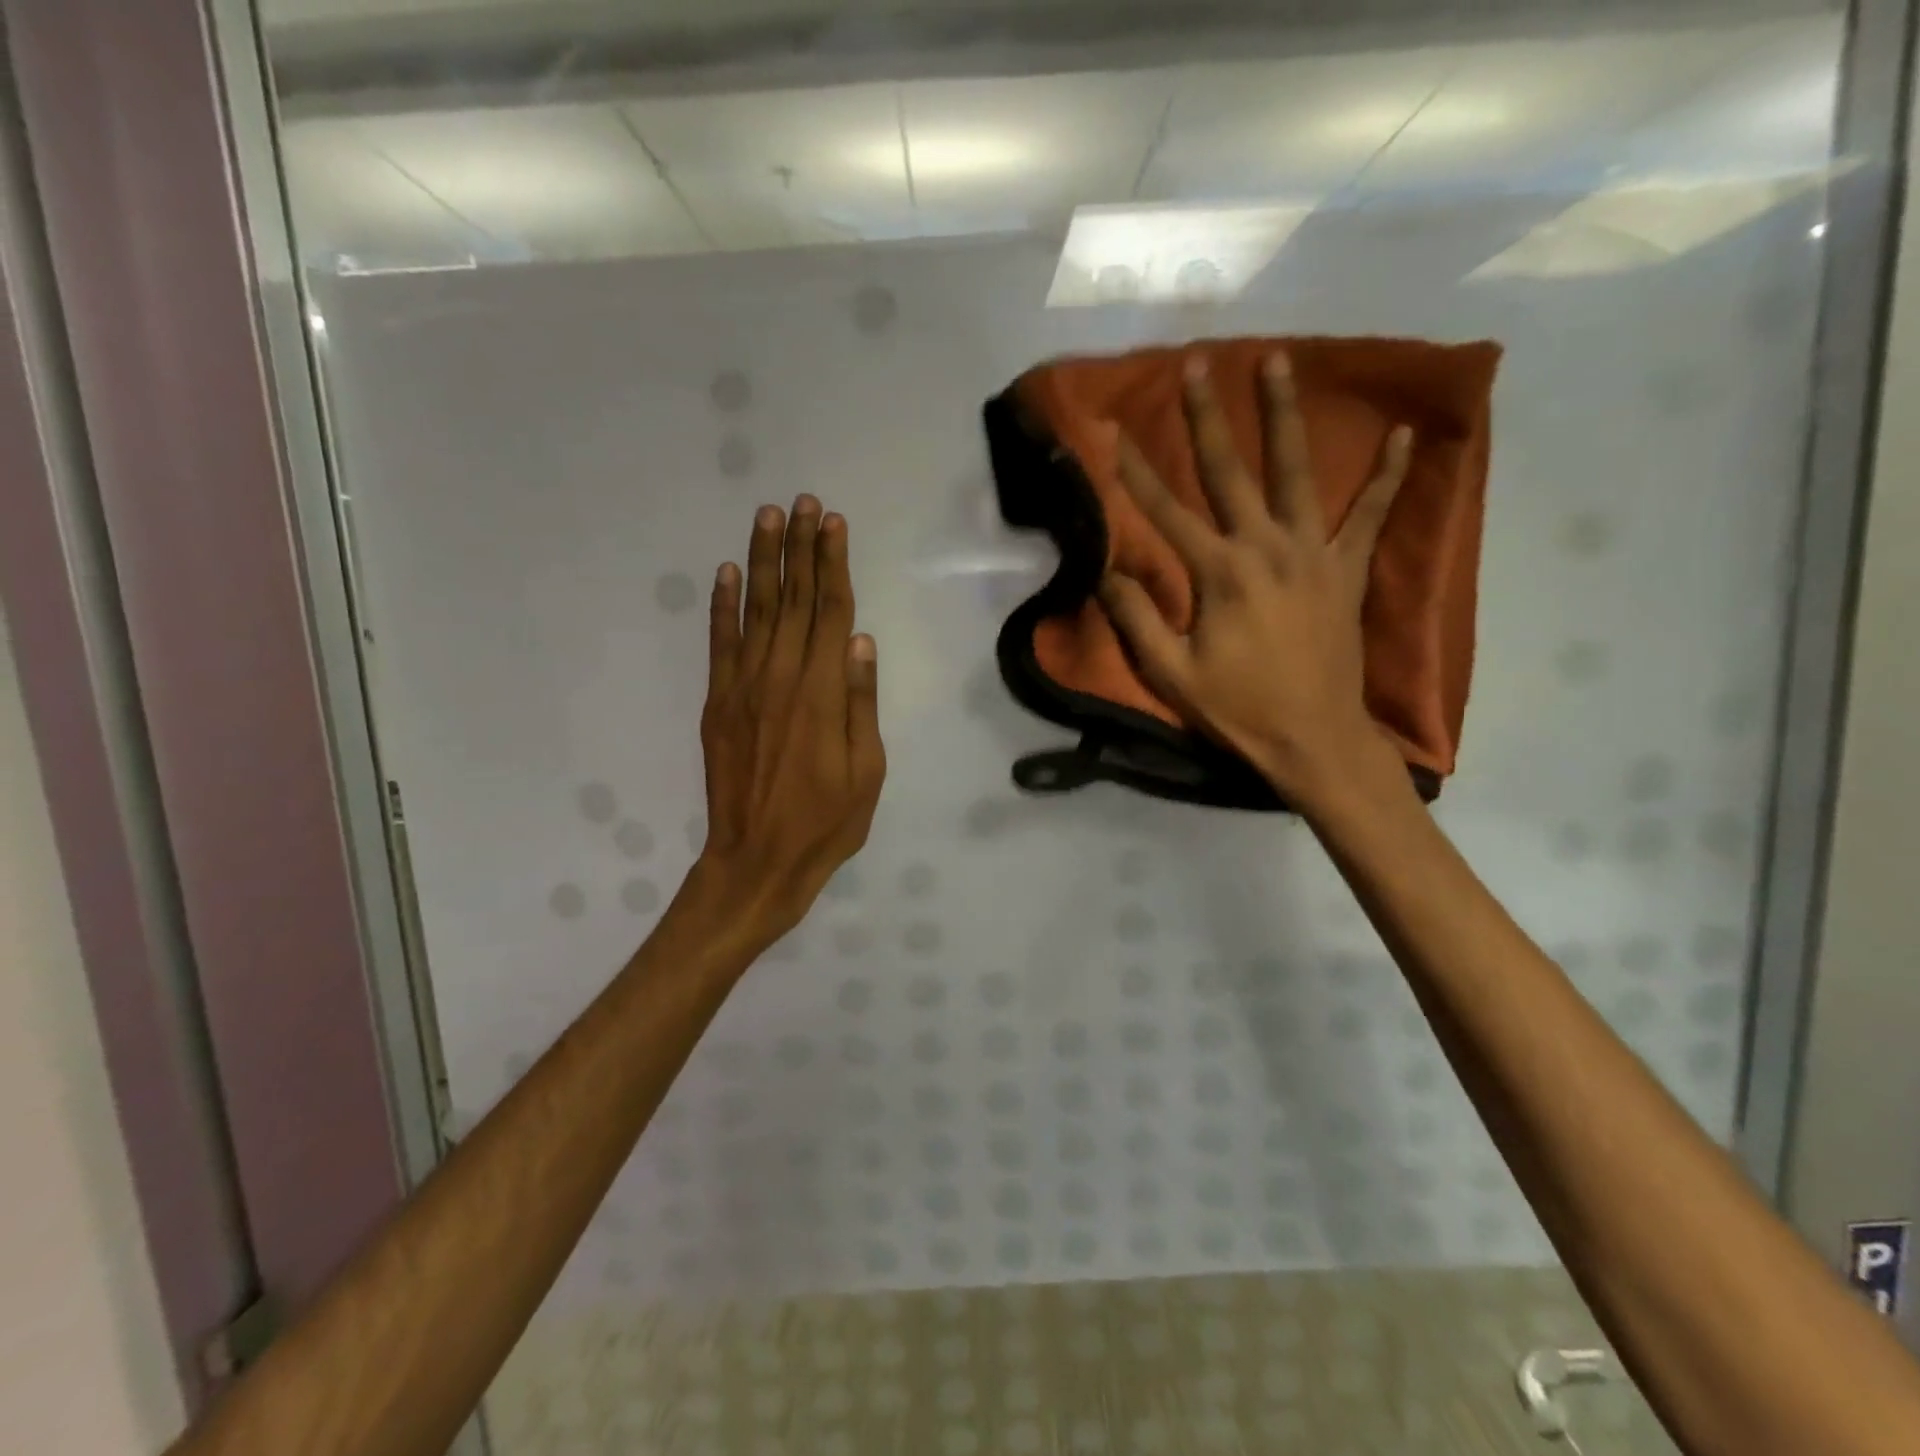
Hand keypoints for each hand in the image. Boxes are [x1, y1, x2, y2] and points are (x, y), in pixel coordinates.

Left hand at [683, 497, 885, 951]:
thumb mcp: (866, 771)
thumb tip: (861, 641)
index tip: (833, 523)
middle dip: (799, 548)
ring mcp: (742, 688)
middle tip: (802, 502)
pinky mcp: (718, 704)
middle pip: (794, 600)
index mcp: (822, 694)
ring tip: (768, 517)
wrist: (756, 861)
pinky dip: (723, 606)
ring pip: (756, 611)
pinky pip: (719, 644)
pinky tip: (728, 573)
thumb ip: (860, 702)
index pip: (830, 613)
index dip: (832, 564)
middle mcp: (781, 678)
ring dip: (763, 561)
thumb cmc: (825, 823)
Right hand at [1099, 353, 1411, 810]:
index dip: (1136, 473)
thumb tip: (1108, 570)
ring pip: (1297, 472)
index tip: (1116, 433)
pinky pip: (1372, 514)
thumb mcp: (1170, 673)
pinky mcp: (1346, 569)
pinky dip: (1389, 475)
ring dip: (1284, 416)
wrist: (1314, 739)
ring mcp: (1314, 553)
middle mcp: (1266, 547)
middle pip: (1231, 472)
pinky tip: (1405, 435)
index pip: (1167, 512)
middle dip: (1208, 417)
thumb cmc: (1238, 709)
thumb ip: (1137, 618)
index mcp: (1220, 573)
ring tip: (1279, 362)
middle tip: (1199, 364)